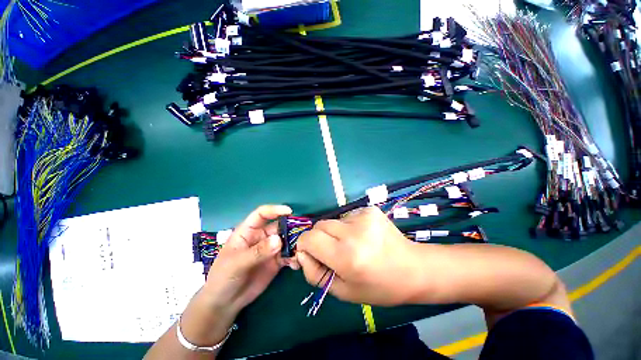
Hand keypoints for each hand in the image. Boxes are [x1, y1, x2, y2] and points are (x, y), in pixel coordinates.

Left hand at [201, 205, 292, 315]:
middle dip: (291, 228)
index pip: (262, 214)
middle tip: (303, 234)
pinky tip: (296, 264)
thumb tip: (279, 240)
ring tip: (302, 251)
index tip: (289, 211)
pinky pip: (288, 255)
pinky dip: (294, 257)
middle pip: (279, 226)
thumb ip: (258, 251)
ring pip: (286, 240)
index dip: (275, 210)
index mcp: (248, 231)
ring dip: (295, 243)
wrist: (225, 303)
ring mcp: (270, 249)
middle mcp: (261, 237)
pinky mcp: (276, 261)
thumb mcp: (237, 263)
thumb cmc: (223, 277)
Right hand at [295, 206, 421, 305]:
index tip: (312, 253)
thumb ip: (315, 273)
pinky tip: (363, 236)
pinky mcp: (370, 209)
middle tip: (335, 251)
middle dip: (320, 238)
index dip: (305, 245)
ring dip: (335, 233)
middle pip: (319, 225)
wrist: (413, 268)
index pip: (309, 238)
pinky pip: (346, 216)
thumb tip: (301, 252)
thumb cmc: (378, 286)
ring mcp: (363, 216)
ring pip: (333, 220)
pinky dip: (348, 226)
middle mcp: (354, 232)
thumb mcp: (342, 291)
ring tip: (353, 244)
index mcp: (346, 256)